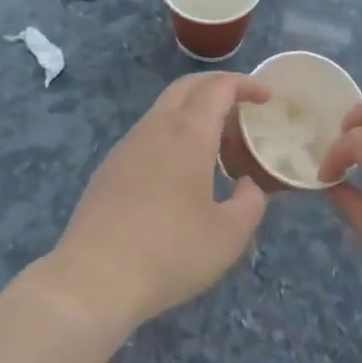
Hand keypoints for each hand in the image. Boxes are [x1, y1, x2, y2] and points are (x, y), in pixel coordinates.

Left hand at [35, 73, 271, 338]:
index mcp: (188, 133)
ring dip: (192, 111)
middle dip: (216, 87)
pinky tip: (180, 170)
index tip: (266, 97)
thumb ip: (250, 203)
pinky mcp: (109, 169)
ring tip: (216, 143)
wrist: (94, 278)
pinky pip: (147, 134)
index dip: (245, 84)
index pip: (218, 88)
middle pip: (186, 87)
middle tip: (242, 107)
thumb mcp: (228, 236)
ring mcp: (127, 146)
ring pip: (163, 109)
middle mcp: (155, 128)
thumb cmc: (170, 252)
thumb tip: (248, 186)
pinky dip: (172, 134)